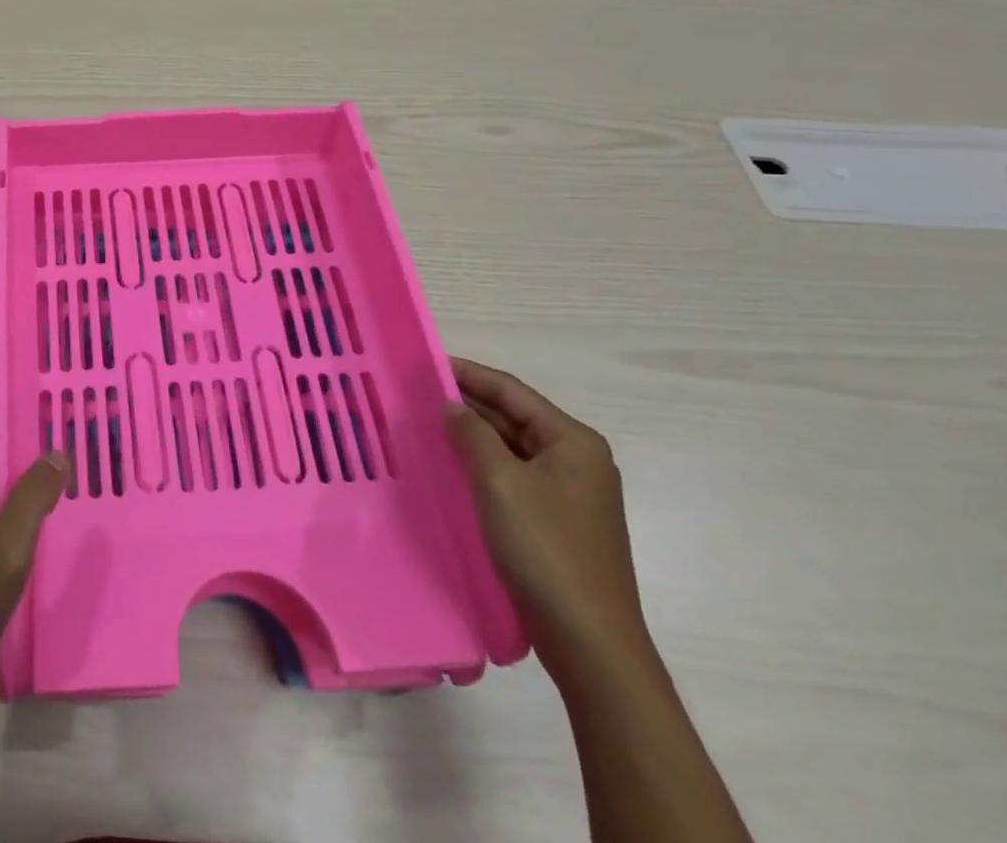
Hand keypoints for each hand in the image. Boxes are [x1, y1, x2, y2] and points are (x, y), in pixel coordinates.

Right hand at [443, 357, 649, 672]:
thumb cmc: (547, 551)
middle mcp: (576, 460)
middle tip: (416, 392)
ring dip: (471, 434)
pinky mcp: (555, 521)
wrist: (590, 643)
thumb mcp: (501, 483)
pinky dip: (480, 464)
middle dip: (467, 403)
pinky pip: (511, 476)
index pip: (511, 391)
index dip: (468, 373)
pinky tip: (449, 466)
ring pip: (510, 447)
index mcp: (573, 442)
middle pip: (513, 416)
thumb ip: (472, 435)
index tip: (425, 363)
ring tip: (424, 423)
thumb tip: (451, 406)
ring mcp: (567, 493)